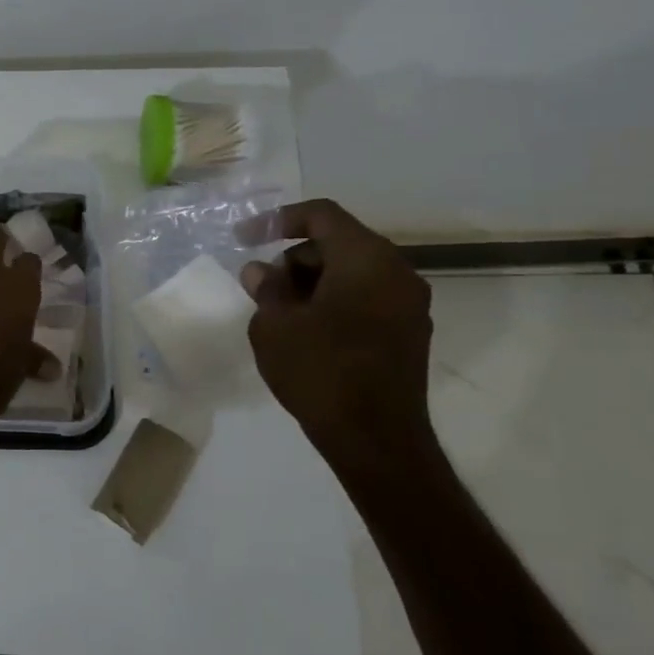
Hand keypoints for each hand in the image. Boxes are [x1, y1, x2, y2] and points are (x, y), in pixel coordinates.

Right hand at [241, 199, 435, 481]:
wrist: (375, 439)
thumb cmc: (320, 371)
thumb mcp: (275, 325)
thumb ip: (267, 288)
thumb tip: (261, 271)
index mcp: (366, 259)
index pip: (321, 215)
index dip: (277, 219)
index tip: (244, 238)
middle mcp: (396, 272)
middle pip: (338, 242)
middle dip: (294, 258)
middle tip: (262, 288)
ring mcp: (409, 304)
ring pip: (353, 271)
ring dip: (313, 282)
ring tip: (281, 314)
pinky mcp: (409, 332)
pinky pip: (366, 297)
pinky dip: (334, 301)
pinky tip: (308, 331)